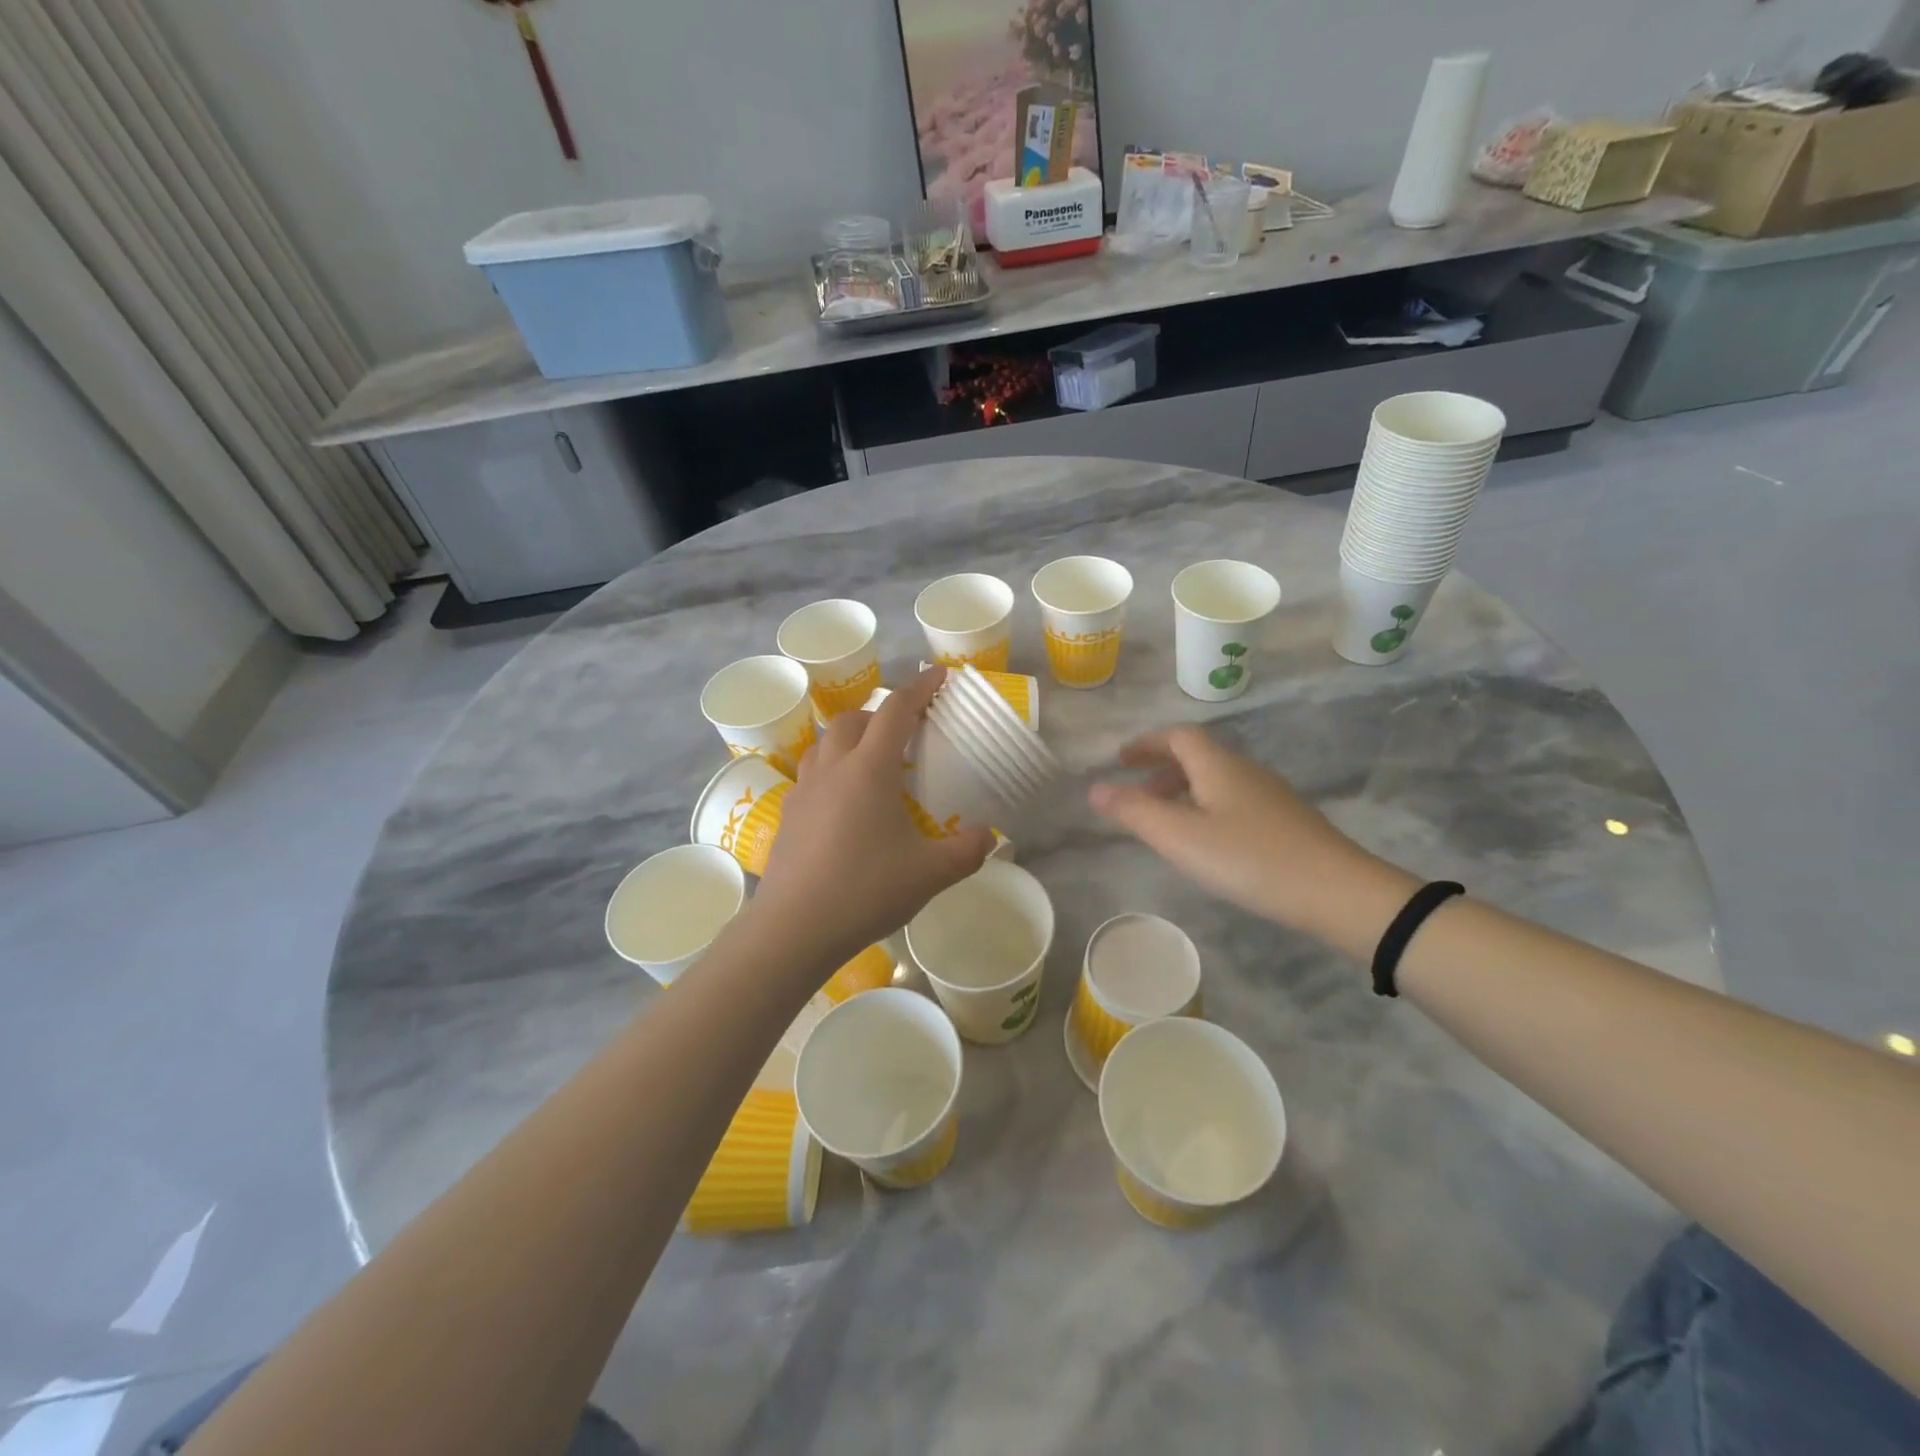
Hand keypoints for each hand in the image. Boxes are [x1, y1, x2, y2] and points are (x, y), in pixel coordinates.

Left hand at [751, 667, 993, 973]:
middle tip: (905, 732)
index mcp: (869, 769)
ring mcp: (804, 789)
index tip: (938, 675)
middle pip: (854, 719)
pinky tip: (844, 801)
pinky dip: (833, 768)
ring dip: (851, 737)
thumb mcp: (930, 873)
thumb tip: (988, 837)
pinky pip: (812, 773)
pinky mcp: (789, 814)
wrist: (795, 928)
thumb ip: (966, 851)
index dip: (920, 689)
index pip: (896, 712)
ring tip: (871, 760)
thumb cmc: (865, 890)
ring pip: (826, 743)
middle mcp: (833, 768)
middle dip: (881, 714)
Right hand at [1089, 727, 1407, 937]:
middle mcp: (1244, 770)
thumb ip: (1134, 811)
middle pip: (1197, 755)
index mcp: (1217, 765)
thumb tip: (1094, 788)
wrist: (1336, 891)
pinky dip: (1206, 807)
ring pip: (1216, 780)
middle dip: (1161, 767)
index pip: (1177, 736)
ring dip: (1184, 789)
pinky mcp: (1285, 821)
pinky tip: (1207, 841)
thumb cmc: (1248, 857)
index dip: (1146, 743)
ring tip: (1165, 820)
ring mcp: (1270, 795)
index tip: (1120, 760)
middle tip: (1136, 790)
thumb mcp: (1180, 837)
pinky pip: (1233, 800)